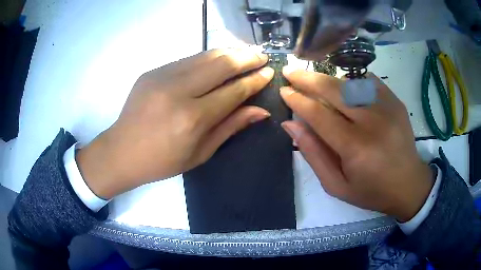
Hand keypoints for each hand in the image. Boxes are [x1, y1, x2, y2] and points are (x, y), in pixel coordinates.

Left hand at [76, 48, 273, 198]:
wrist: (122, 151)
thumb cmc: (163, 161)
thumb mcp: (201, 152)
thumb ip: (231, 126)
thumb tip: (261, 110)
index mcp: (192, 118)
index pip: (233, 91)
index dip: (255, 80)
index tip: (269, 72)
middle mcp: (178, 91)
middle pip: (221, 63)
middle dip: (247, 57)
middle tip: (262, 56)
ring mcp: (162, 76)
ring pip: (205, 55)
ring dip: (229, 52)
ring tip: (245, 53)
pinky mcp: (153, 70)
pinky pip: (188, 59)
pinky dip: (208, 57)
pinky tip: (218, 60)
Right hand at [280, 69, 432, 221]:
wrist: (408, 184)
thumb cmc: (371, 190)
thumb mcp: (336, 185)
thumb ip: (313, 154)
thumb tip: (290, 125)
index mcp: (356, 148)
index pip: (319, 114)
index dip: (298, 100)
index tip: (284, 91)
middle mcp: (373, 122)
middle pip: (334, 90)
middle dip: (308, 78)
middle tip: (291, 71)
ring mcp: (387, 108)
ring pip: (350, 81)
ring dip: (328, 78)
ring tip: (314, 79)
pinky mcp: (395, 101)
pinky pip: (368, 81)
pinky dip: (351, 79)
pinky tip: (343, 84)